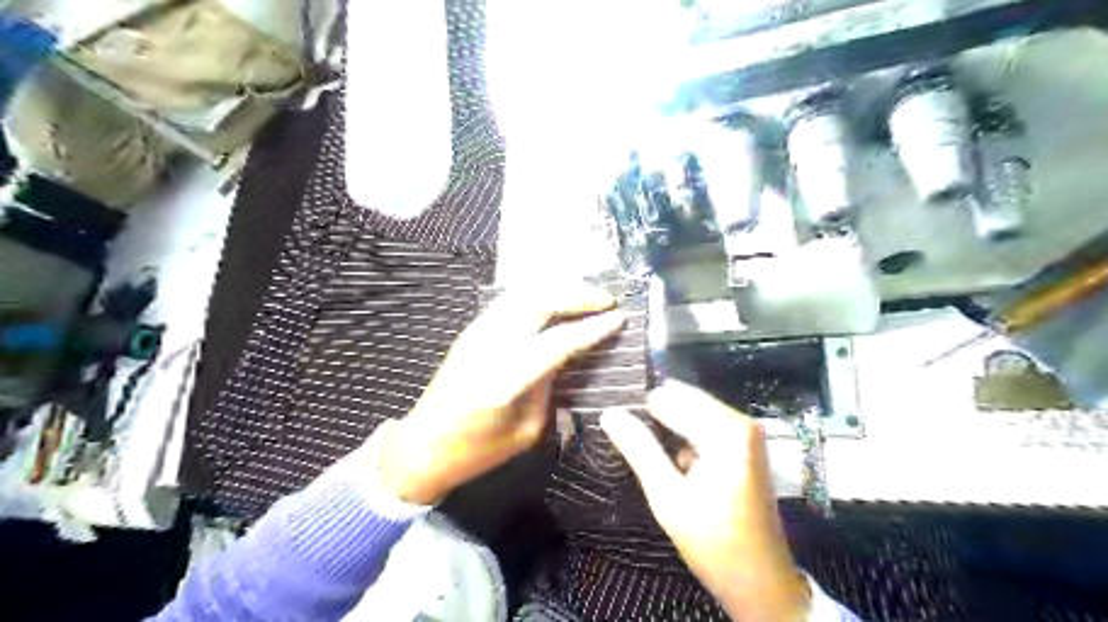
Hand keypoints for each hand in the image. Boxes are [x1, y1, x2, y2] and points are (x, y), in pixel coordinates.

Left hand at [379, 281, 620, 503]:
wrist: (424, 444)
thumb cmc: (477, 450)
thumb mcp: (526, 429)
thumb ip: (549, 387)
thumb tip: (566, 356)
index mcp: (505, 379)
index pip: (558, 341)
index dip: (592, 328)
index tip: (619, 318)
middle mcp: (490, 346)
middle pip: (538, 302)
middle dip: (577, 294)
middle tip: (607, 300)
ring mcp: (477, 332)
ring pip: (523, 293)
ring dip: (558, 288)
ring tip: (587, 295)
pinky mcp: (471, 330)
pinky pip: (510, 300)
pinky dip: (539, 294)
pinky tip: (556, 301)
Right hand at [604, 382, 809, 619]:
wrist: (762, 582)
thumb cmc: (714, 542)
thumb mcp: (667, 497)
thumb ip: (639, 449)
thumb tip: (609, 413)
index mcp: (726, 431)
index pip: (669, 398)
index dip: (641, 412)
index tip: (621, 431)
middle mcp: (740, 422)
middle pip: (683, 399)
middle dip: (656, 418)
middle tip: (633, 445)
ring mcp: (747, 433)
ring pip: (693, 411)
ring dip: (669, 428)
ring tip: (651, 456)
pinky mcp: (746, 446)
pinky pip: (706, 425)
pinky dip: (685, 437)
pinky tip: (675, 465)